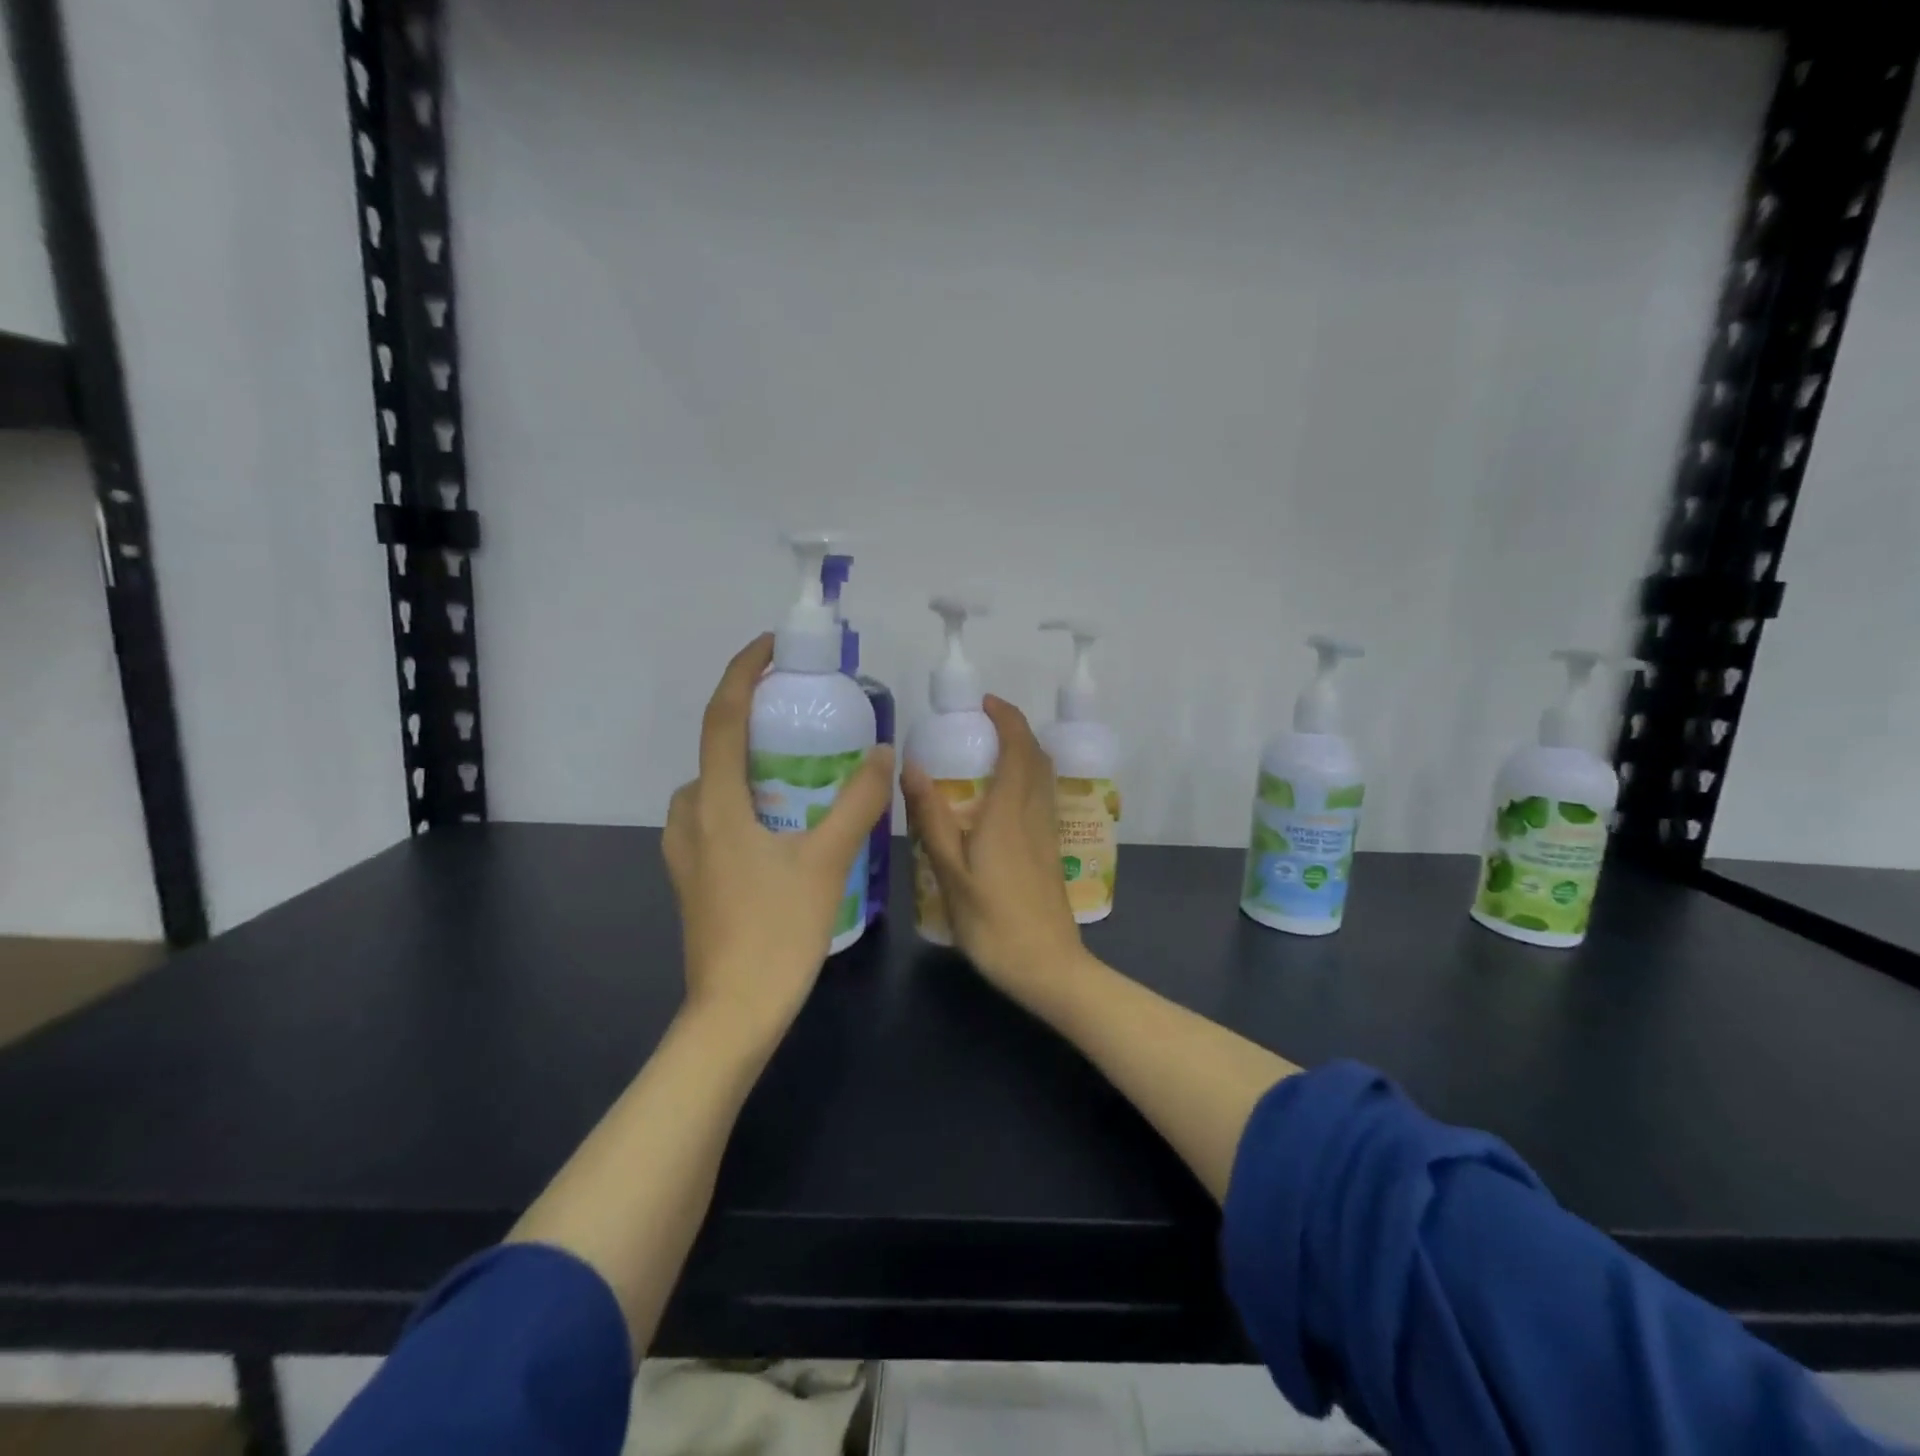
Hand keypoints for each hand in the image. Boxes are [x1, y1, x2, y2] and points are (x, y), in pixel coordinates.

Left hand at [663, 634, 894, 1048]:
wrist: (734, 1012)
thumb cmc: (778, 931)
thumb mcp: (828, 861)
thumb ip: (858, 802)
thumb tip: (882, 751)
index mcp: (716, 804)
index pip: (723, 717)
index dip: (744, 673)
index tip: (771, 647)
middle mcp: (690, 818)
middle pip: (716, 749)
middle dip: (753, 720)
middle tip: (802, 715)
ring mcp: (685, 851)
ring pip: (713, 786)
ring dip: (747, 763)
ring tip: (797, 767)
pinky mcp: (693, 877)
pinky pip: (714, 816)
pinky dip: (743, 798)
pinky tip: (781, 823)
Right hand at [901, 695, 1094, 1015]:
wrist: (1047, 967)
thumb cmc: (993, 922)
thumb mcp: (950, 872)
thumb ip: (932, 817)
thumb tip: (912, 765)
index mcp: (1008, 812)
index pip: (1018, 748)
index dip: (1007, 718)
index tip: (985, 703)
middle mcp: (1033, 814)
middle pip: (1036, 757)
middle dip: (1015, 730)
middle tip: (982, 725)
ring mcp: (1047, 834)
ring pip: (1043, 778)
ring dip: (1023, 753)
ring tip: (989, 754)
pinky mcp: (1051, 852)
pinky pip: (1041, 798)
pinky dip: (1026, 779)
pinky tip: (1002, 800)